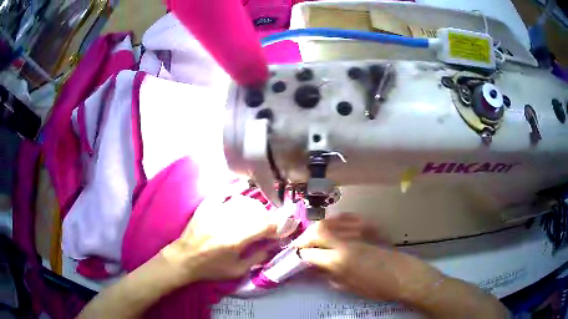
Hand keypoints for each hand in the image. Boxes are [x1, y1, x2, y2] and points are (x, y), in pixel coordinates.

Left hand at [161, 193, 277, 284]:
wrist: (183, 258)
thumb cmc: (211, 268)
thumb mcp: (237, 270)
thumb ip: (257, 257)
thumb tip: (273, 245)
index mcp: (235, 240)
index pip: (265, 225)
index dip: (279, 225)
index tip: (286, 227)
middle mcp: (227, 221)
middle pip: (256, 211)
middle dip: (268, 217)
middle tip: (269, 226)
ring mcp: (215, 211)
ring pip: (244, 201)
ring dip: (255, 207)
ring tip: (255, 216)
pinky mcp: (207, 206)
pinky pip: (225, 193)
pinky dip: (236, 194)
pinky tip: (241, 198)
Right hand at [294, 216, 443, 303]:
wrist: (404, 275)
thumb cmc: (378, 287)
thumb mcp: (351, 288)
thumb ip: (332, 277)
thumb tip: (319, 270)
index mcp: (340, 261)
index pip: (311, 254)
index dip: (301, 255)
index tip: (297, 258)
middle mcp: (346, 243)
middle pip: (318, 232)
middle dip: (304, 237)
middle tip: (300, 245)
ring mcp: (357, 233)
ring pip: (331, 223)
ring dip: (317, 228)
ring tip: (312, 236)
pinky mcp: (366, 228)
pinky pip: (345, 219)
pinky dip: (334, 221)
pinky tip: (332, 226)